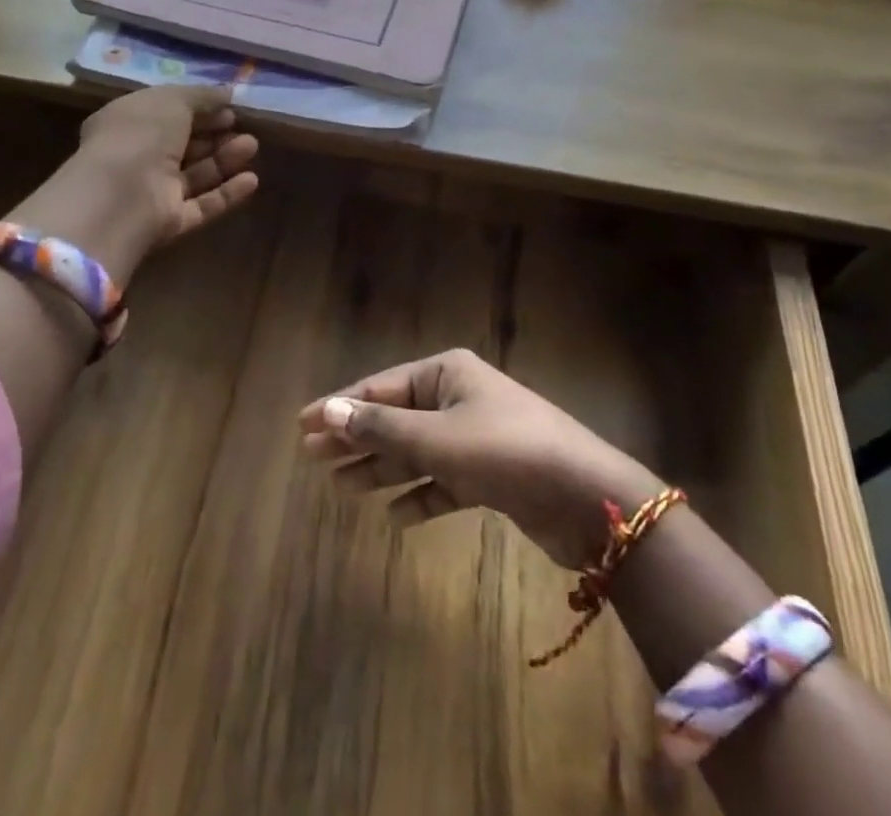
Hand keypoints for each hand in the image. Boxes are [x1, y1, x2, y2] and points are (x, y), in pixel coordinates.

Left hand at [75, 84, 260, 246]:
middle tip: (244, 127)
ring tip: (252, 146)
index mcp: (127, 123)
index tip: (228, 107)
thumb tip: (227, 92)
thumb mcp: (173, 100)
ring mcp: (153, 192)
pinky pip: (202, 205)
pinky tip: (252, 180)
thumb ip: (202, 95)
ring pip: (196, 174)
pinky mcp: (169, 222)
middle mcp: (138, 158)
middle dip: (215, 135)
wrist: (122, 195)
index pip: (166, 114)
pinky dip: (227, 193)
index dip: (198, 109)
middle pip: (183, 145)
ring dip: (224, 159)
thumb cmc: (141, 134)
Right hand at [300, 349, 661, 568]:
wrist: (588, 497)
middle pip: (393, 417)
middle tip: (313, 458)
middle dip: (355, 438)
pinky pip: (442, 482)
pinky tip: (395, 517)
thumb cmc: (505, 451)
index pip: (378, 388)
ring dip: (381, 468)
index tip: (301, 425)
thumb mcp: (437, 438)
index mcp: (445, 373)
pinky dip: (420, 496)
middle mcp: (457, 397)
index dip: (339, 406)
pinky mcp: (490, 475)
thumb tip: (327, 411)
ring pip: (415, 451)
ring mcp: (474, 436)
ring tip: (341, 487)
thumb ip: (381, 428)